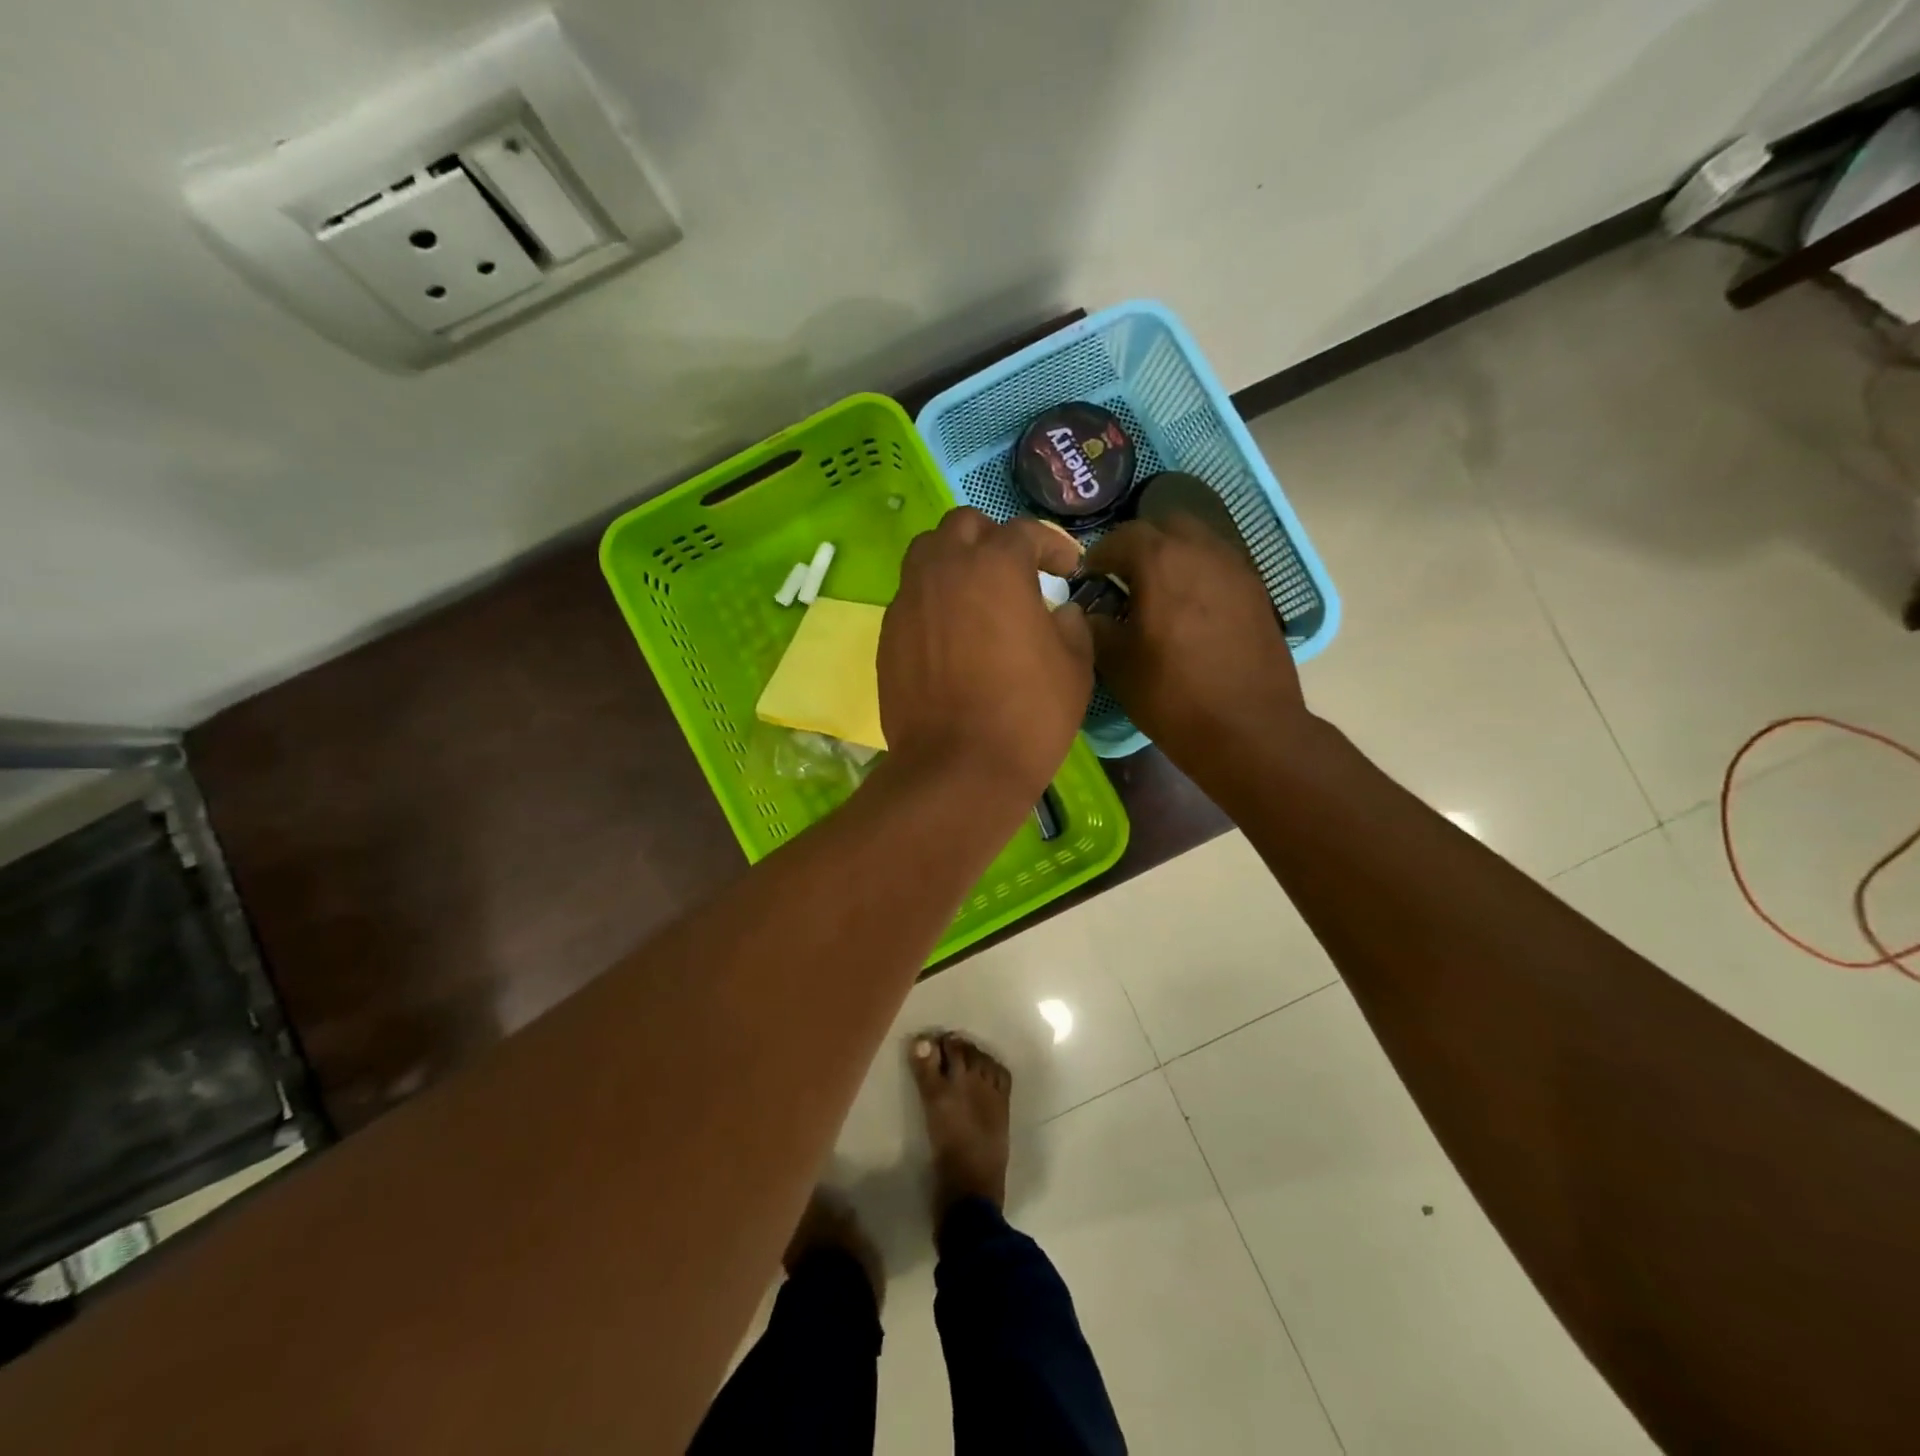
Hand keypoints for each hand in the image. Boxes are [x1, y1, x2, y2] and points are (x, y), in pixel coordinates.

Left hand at [880, 508, 1091, 802]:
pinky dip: (933, 600)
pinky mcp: (888, 634)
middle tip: (1015, 571)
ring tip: (976, 595)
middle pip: (963, 526)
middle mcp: (944, 569)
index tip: (1067, 569)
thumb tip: (1059, 612)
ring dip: (954, 561)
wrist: (958, 768)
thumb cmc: (1028, 715)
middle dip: (993, 539)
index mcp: (995, 566)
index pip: (1024, 532)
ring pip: (926, 554)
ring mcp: (909, 601)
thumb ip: (1071, 625)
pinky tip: (951, 634)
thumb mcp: (1075, 667)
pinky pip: (911, 598)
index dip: (1051, 546)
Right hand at [1082, 514, 1309, 769]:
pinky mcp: (1257, 593)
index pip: (1121, 537)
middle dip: (1139, 544)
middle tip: (1122, 576)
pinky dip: (1198, 575)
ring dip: (1172, 556)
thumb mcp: (1117, 664)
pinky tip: (1188, 610)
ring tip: (1156, 592)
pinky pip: (1219, 566)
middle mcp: (1202, 551)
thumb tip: (1089, 613)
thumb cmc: (1172, 696)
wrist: (1248, 729)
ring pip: (1198, 542)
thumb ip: (1096, 627)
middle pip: (1165, 525)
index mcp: (1161, 561)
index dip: (1098, 555)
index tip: (1087, 576)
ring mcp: (1236, 569)